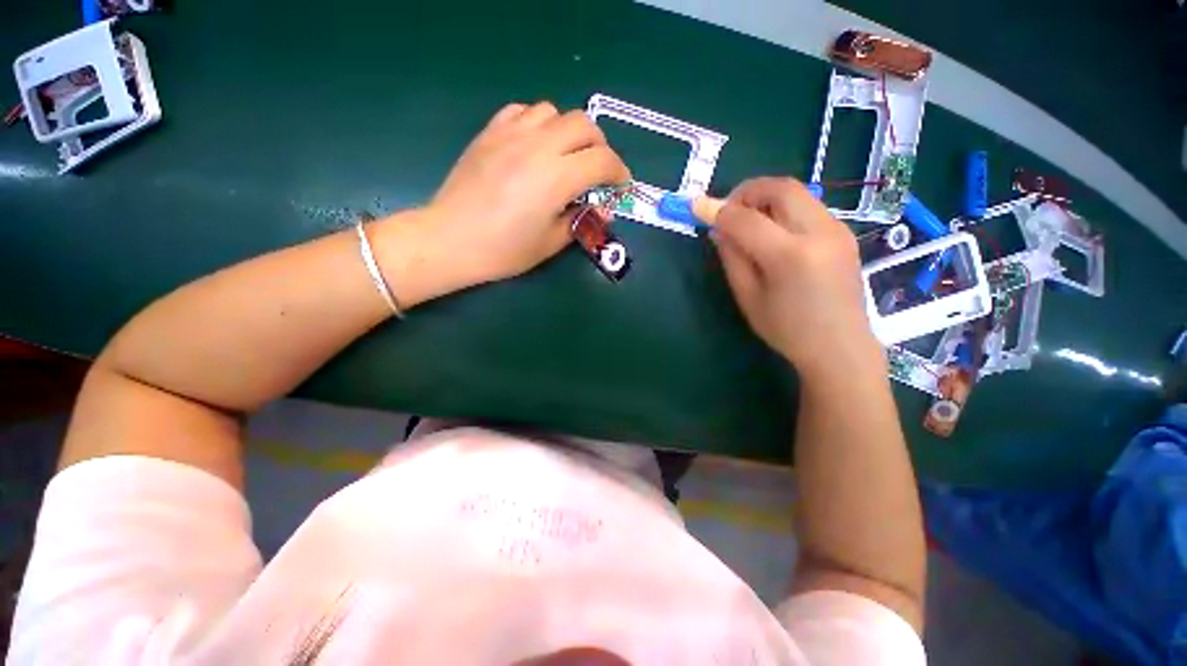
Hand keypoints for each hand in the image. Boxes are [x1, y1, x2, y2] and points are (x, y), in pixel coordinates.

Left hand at [421, 102, 629, 286]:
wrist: (451, 239)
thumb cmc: (504, 250)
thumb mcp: (551, 242)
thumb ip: (581, 220)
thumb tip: (601, 208)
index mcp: (556, 177)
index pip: (603, 161)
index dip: (619, 172)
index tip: (620, 185)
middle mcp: (538, 146)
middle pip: (584, 125)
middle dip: (600, 147)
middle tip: (597, 171)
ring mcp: (511, 134)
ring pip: (554, 112)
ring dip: (570, 132)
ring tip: (565, 156)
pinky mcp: (490, 132)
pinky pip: (523, 111)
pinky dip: (539, 124)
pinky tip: (535, 146)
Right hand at [712, 178, 879, 375]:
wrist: (839, 346)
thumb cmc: (787, 330)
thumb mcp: (748, 298)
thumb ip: (732, 259)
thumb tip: (719, 229)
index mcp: (790, 257)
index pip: (747, 219)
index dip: (718, 210)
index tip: (698, 207)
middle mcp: (819, 233)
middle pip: (780, 188)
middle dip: (747, 191)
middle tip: (728, 211)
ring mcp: (837, 229)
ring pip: (796, 192)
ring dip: (765, 198)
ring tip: (747, 222)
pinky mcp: (843, 232)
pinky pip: (808, 206)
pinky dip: (783, 208)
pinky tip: (772, 232)